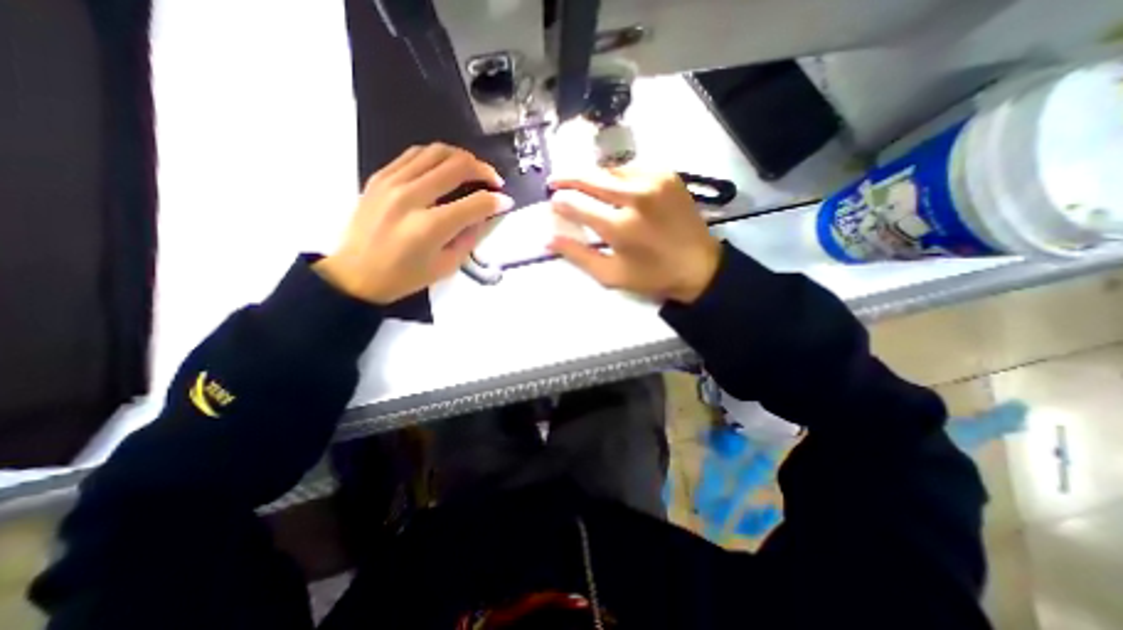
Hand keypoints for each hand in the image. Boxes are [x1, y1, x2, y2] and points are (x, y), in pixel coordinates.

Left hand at [314, 145, 511, 307]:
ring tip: (472, 170)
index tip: (507, 202)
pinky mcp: (380, 177)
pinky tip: (445, 168)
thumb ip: (470, 236)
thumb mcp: (447, 266)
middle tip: (494, 181)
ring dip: (462, 157)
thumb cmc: (405, 277)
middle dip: (484, 170)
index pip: (475, 204)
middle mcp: (411, 197)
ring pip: (436, 152)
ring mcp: (392, 182)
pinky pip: (414, 154)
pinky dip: (436, 157)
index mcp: (430, 227)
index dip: (497, 201)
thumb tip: (487, 213)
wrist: (356, 274)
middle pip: (457, 166)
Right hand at [547, 167, 719, 302]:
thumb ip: (578, 255)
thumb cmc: (652, 276)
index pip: (576, 205)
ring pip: (610, 169)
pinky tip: (612, 185)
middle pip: (590, 177)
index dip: (559, 203)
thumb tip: (547, 238)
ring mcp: (654, 181)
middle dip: (567, 178)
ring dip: (592, 176)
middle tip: (554, 181)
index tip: (552, 203)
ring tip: (581, 184)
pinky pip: (632, 167)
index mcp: (619, 226)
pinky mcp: (667, 175)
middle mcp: (635, 197)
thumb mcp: (610, 275)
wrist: (699, 266)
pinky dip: (617, 175)